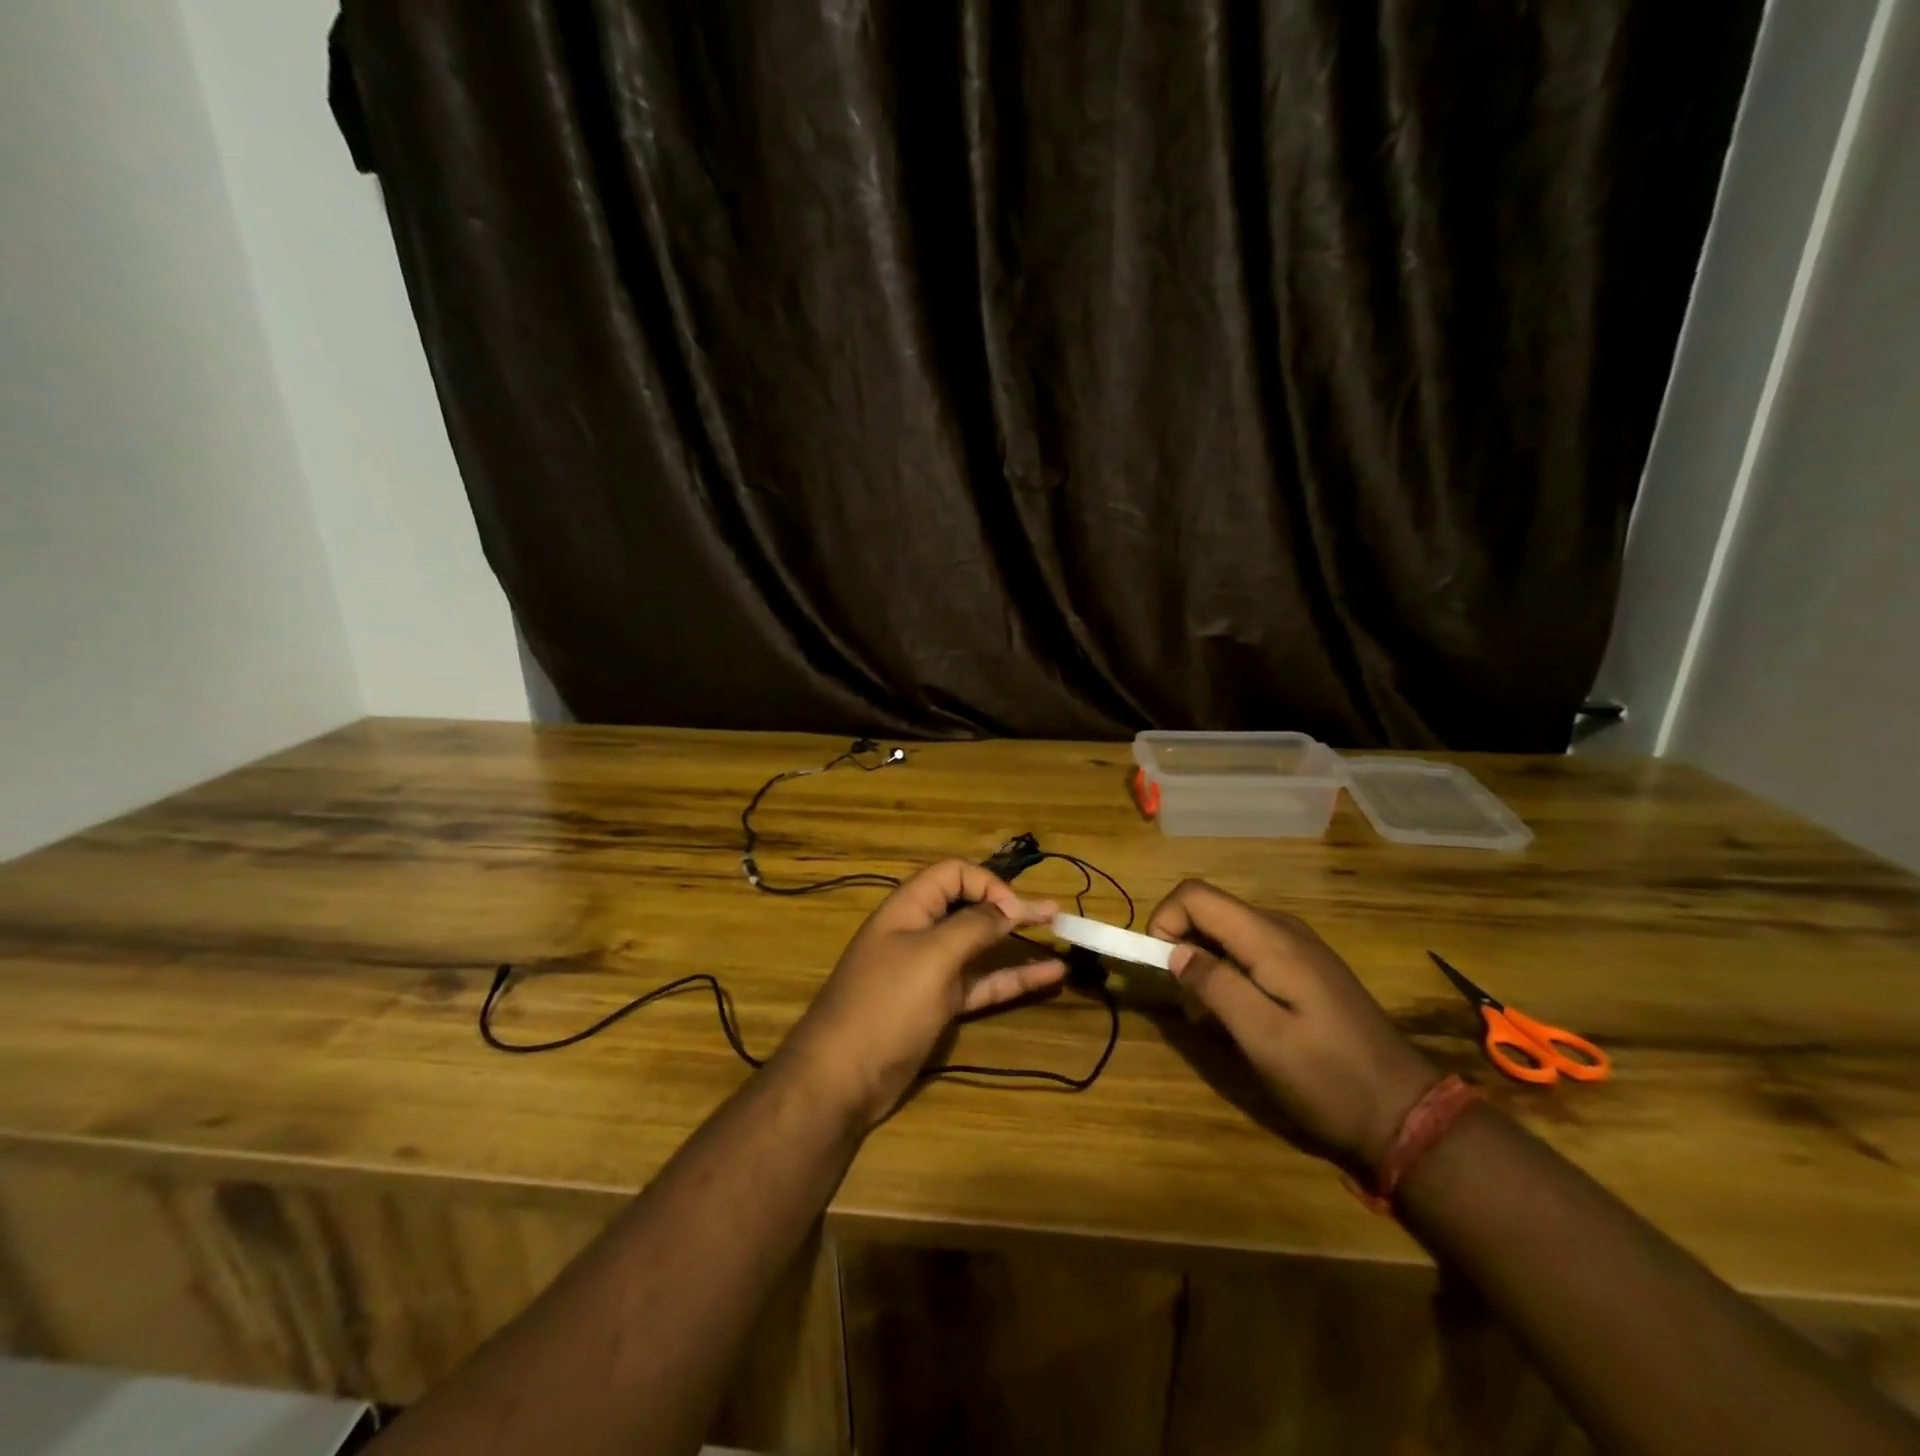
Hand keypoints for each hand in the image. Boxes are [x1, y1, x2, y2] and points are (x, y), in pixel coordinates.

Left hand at [780, 860, 1064, 1128]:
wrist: (842, 1077)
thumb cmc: (885, 1004)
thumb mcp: (932, 957)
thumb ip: (974, 926)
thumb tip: (1008, 907)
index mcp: (908, 908)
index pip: (953, 874)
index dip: (987, 883)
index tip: (1016, 910)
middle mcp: (919, 932)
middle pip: (970, 908)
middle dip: (1010, 908)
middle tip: (1054, 913)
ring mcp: (929, 971)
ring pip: (980, 948)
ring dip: (1017, 944)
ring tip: (1060, 937)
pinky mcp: (938, 1006)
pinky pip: (982, 984)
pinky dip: (1012, 979)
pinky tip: (1049, 977)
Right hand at [1147, 879, 1439, 1172]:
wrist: (1406, 1111)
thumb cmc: (1328, 1078)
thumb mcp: (1262, 1038)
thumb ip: (1214, 986)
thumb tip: (1173, 952)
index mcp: (1270, 939)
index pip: (1194, 895)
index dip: (1164, 921)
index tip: (1160, 970)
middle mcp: (1282, 928)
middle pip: (1209, 910)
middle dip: (1182, 948)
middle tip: (1188, 1005)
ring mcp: (1298, 946)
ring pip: (1226, 932)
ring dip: (1204, 965)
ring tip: (1213, 1020)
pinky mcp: (1305, 966)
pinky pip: (1249, 951)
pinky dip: (1228, 974)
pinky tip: (1242, 1017)